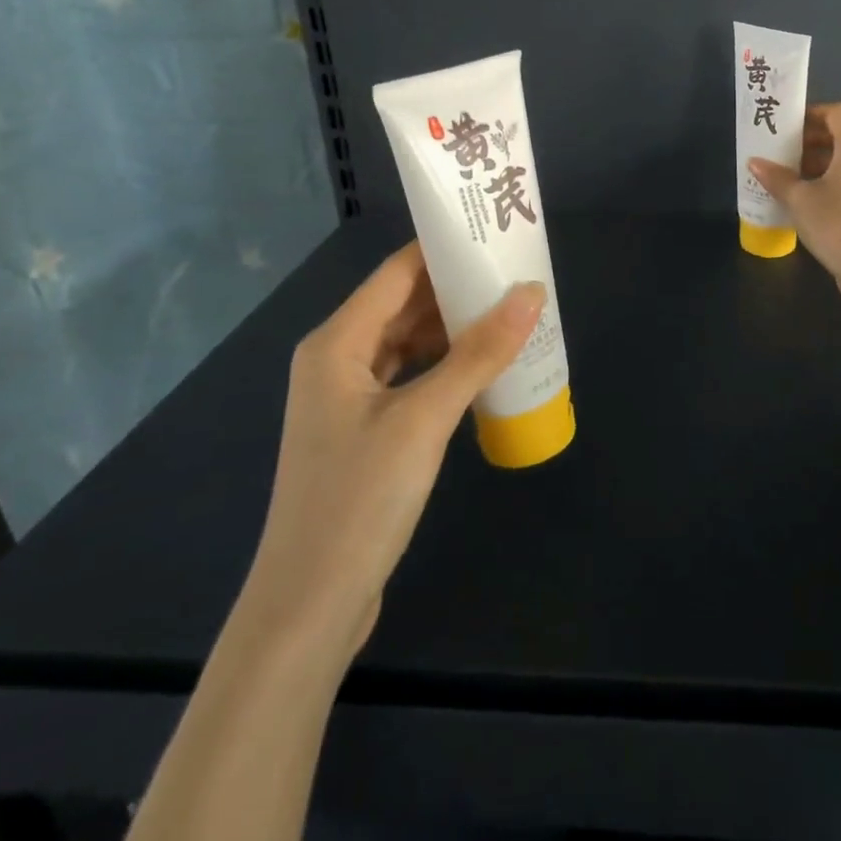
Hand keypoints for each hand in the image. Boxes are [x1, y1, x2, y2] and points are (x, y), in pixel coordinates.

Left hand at [242, 242, 545, 660]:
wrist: (309, 607)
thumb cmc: (359, 500)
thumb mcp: (425, 419)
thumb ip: (479, 353)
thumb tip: (531, 293)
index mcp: (337, 342)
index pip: (397, 272)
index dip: (443, 249)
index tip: (494, 233)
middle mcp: (337, 359)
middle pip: (403, 304)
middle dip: (457, 287)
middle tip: (516, 272)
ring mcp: (349, 397)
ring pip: (409, 341)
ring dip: (454, 327)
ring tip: (510, 310)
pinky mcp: (365, 430)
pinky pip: (410, 376)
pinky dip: (445, 364)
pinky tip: (483, 364)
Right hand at [749, 102, 840, 304]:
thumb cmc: (835, 222)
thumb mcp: (798, 198)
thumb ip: (776, 177)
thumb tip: (755, 162)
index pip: (835, 113)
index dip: (811, 114)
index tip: (786, 126)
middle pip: (840, 137)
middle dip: (809, 142)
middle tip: (780, 153)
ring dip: (817, 164)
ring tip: (788, 178)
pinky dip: (829, 183)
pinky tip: (805, 201)